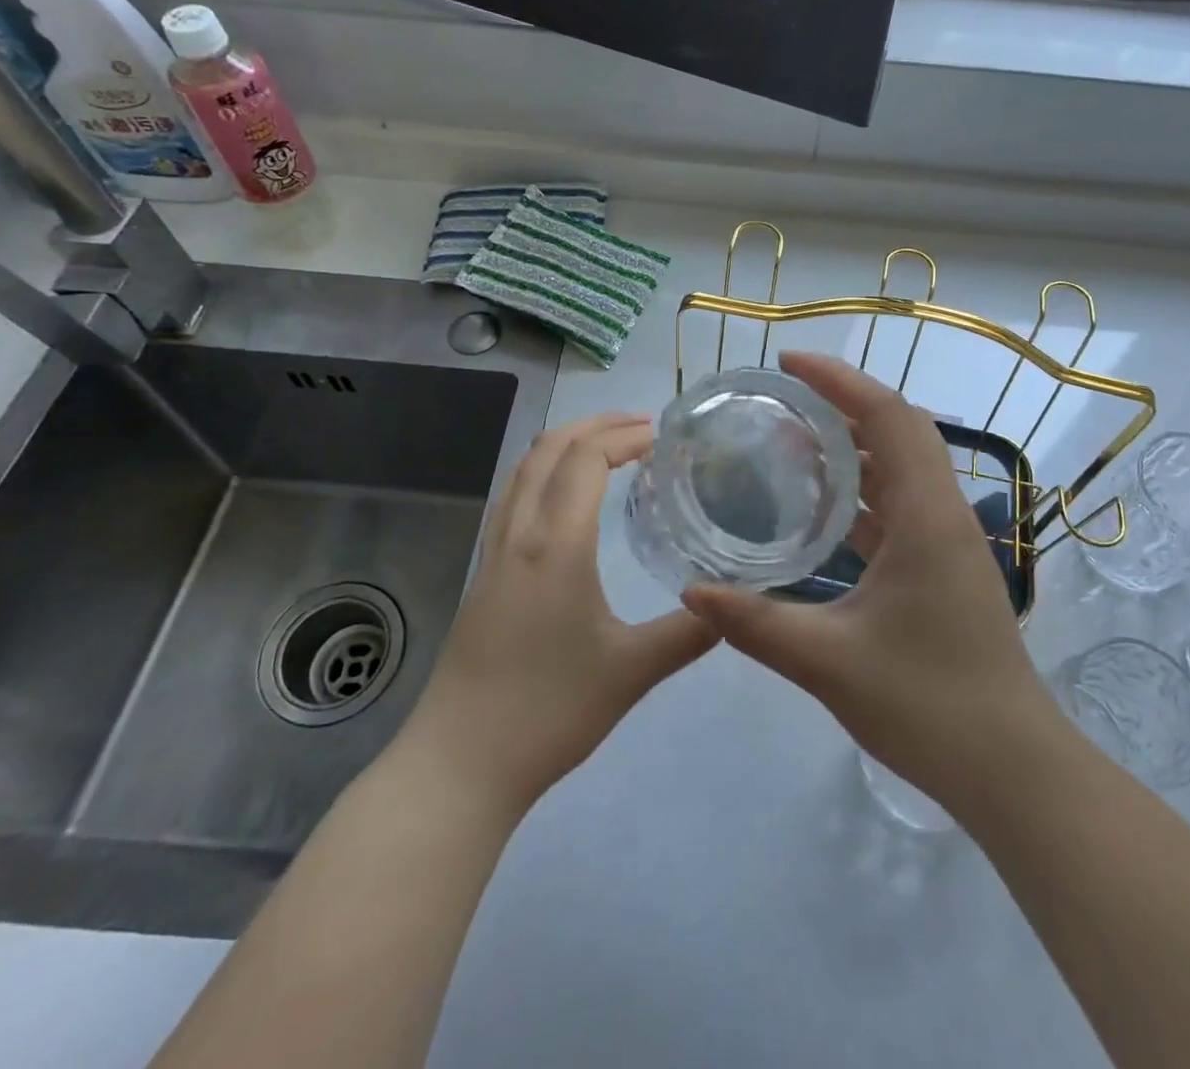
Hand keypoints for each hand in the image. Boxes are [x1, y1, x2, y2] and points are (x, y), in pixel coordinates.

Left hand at [393, 412, 718, 820]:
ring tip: (608, 447)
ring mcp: (494, 553)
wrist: (460, 764)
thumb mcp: (631, 672)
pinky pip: (513, 497)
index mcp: (555, 546)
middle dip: (595, 424)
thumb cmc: (548, 711)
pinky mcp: (484, 575)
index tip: (663, 437)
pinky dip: (544, 472)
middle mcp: (519, 535)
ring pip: (524, 469)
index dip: (623, 436)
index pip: (585, 459)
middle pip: (549, 449)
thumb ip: (687, 633)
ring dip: (565, 443)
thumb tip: (729, 603)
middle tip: (641, 426)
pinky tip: (566, 498)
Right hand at [681, 353, 1050, 812]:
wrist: (1012, 770)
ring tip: (792, 444)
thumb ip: (756, 624)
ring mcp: (947, 543)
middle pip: (899, 431)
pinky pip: (900, 507)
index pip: (888, 417)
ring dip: (853, 448)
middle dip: (843, 404)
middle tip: (782, 400)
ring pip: (901, 468)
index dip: (839, 381)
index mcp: (927, 516)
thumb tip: (691, 590)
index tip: (788, 364)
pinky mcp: (943, 569)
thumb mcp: (829, 662)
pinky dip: (861, 493)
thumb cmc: (929, 706)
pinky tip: (822, 510)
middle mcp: (943, 514)